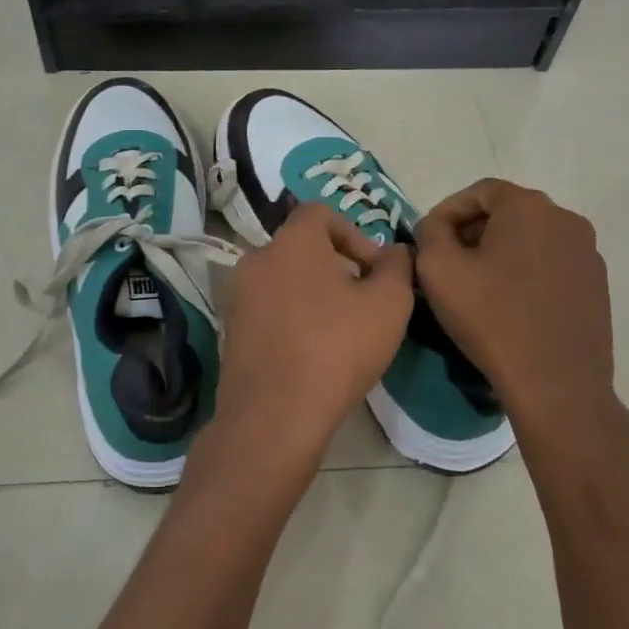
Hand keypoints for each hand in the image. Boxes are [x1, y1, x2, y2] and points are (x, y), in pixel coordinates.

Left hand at [203, 202, 414, 483]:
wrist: (274, 416)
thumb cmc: (337, 349)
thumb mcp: (389, 304)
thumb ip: (397, 267)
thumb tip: (395, 253)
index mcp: (291, 241)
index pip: (321, 212)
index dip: (354, 233)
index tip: (374, 270)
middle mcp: (256, 259)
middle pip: (301, 247)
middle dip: (336, 266)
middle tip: (362, 301)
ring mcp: (238, 295)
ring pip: (284, 279)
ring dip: (313, 293)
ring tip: (340, 329)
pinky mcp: (230, 330)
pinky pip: (268, 309)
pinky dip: (291, 318)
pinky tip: (311, 352)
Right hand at [414, 179, 628, 455]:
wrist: (556, 384)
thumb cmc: (491, 318)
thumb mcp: (438, 269)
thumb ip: (429, 232)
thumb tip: (437, 227)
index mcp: (529, 206)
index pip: (479, 191)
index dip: (448, 211)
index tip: (429, 239)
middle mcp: (566, 219)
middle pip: (508, 212)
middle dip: (474, 231)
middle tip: (448, 262)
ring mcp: (587, 253)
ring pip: (531, 238)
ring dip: (500, 252)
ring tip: (477, 285)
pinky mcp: (597, 285)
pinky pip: (551, 264)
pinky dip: (526, 272)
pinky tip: (510, 304)